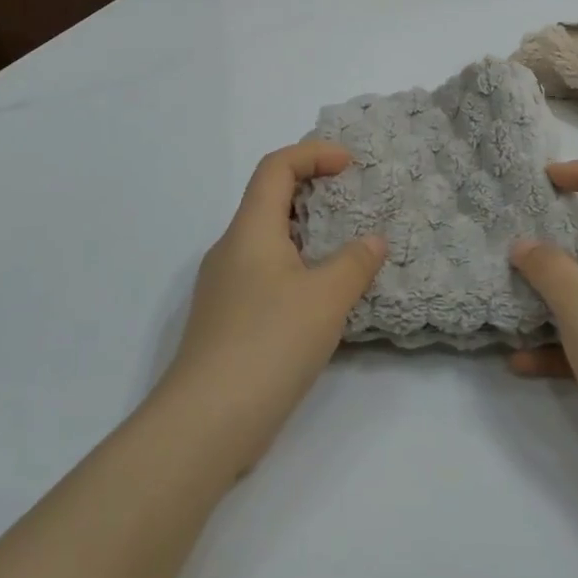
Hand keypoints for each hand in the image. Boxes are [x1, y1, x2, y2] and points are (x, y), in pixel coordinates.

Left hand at [155, 142, 387, 474]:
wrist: (205, 424)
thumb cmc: (268, 344)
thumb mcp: (325, 299)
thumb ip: (354, 263)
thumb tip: (372, 241)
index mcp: (250, 231)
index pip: (276, 168)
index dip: (313, 154)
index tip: (351, 165)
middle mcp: (231, 250)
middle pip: (269, 200)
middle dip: (313, 190)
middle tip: (354, 201)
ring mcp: (225, 288)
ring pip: (268, 241)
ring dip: (308, 233)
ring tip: (347, 247)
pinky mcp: (228, 321)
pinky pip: (267, 274)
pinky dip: (298, 268)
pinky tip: (323, 297)